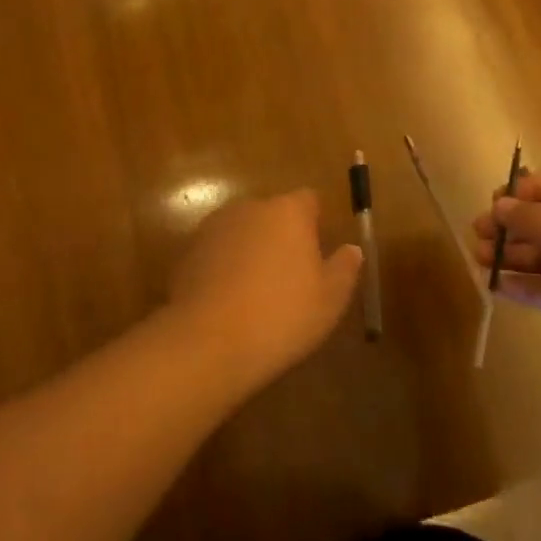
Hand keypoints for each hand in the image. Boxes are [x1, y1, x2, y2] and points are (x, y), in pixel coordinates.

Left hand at [167, 190, 363, 384]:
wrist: (209, 339)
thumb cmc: (281, 315)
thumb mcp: (329, 299)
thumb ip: (344, 268)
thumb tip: (352, 249)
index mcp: (288, 212)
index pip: (308, 200)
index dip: (314, 222)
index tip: (317, 253)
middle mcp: (249, 208)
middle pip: (272, 214)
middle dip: (281, 237)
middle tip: (289, 279)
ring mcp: (214, 227)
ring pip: (242, 232)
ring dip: (251, 251)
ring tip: (256, 294)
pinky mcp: (188, 250)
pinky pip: (217, 252)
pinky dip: (224, 267)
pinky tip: (228, 302)